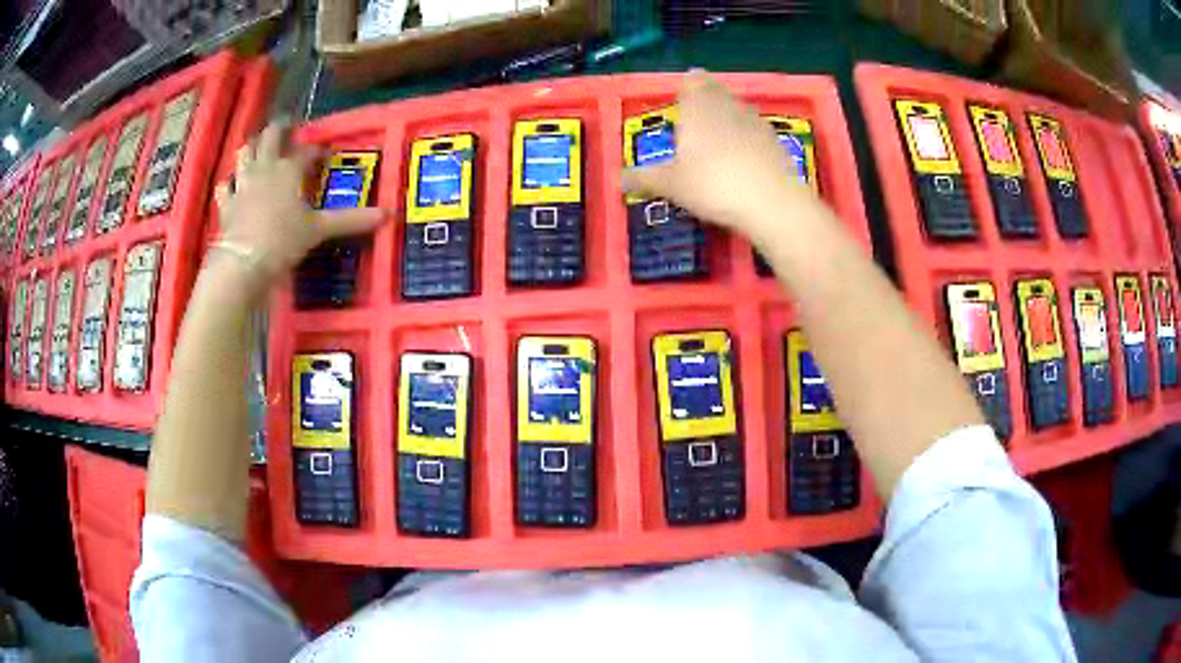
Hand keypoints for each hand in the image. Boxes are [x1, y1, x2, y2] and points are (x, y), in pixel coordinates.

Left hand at [212, 121, 385, 285]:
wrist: (244, 262)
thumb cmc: (283, 240)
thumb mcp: (319, 229)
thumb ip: (351, 220)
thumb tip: (388, 215)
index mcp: (289, 169)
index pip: (306, 151)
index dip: (316, 149)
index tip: (324, 150)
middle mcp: (265, 167)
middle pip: (271, 136)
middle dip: (280, 128)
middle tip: (287, 125)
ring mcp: (243, 183)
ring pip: (244, 153)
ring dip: (252, 146)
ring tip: (258, 145)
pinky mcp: (227, 203)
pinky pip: (226, 186)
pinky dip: (231, 182)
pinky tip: (233, 184)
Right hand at [621, 71, 817, 241]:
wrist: (772, 203)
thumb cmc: (713, 185)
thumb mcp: (672, 185)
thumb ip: (646, 178)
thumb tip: (618, 178)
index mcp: (698, 107)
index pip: (692, 82)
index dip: (687, 88)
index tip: (683, 100)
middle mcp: (727, 105)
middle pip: (715, 92)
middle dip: (706, 101)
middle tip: (697, 120)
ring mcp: (755, 121)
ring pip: (737, 109)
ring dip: (727, 118)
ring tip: (718, 141)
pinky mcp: (776, 140)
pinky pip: (755, 130)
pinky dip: (748, 138)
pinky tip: (744, 160)